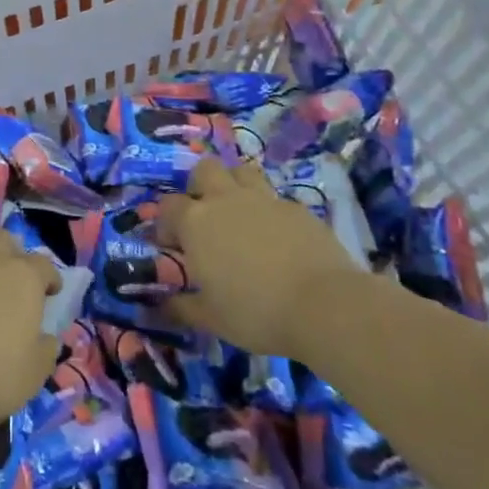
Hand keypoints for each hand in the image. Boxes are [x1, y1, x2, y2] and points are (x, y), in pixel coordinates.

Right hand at [157, 157, 363, 355]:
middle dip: (199, 186)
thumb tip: (163, 306)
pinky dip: (270, 211)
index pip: (167, 206)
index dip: (165, 223)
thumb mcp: (211, 318)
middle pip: (204, 170)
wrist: (325, 305)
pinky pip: (276, 198)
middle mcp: (226, 200)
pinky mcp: (298, 208)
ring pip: (242, 171)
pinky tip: (278, 238)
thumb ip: (183, 307)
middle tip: (205, 217)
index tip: (172, 246)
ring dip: (235, 186)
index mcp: (196, 222)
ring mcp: (265, 200)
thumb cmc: (255, 312)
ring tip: (240, 215)